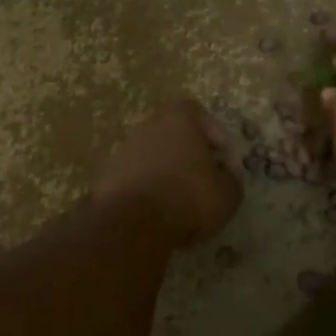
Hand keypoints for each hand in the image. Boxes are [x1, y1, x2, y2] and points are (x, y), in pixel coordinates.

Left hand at [92, 99, 240, 249]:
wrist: (132, 224)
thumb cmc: (188, 198)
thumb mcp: (227, 194)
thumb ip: (230, 179)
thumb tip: (225, 176)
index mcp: (178, 120)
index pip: (194, 110)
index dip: (210, 129)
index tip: (220, 153)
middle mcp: (147, 127)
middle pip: (170, 132)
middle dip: (186, 151)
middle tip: (200, 176)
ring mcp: (122, 151)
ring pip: (149, 154)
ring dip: (163, 171)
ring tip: (177, 199)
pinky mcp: (105, 178)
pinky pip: (133, 177)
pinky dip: (144, 189)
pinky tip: (155, 212)